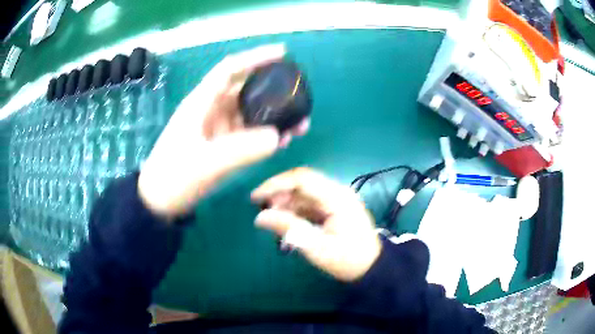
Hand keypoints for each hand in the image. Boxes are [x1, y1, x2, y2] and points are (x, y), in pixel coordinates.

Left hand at [138, 45, 308, 217]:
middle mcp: (211, 110)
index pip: (230, 69)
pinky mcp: (221, 145)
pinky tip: (282, 141)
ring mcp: (217, 128)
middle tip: (300, 99)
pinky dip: (266, 135)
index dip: (255, 58)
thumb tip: (278, 136)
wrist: (159, 202)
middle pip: (246, 90)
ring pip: (250, 113)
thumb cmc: (173, 177)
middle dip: (274, 92)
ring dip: (274, 117)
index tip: (282, 54)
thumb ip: (241, 149)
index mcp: (202, 103)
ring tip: (299, 126)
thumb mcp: (205, 163)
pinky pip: (248, 133)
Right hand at [251, 167, 381, 281]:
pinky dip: (295, 211)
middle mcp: (337, 192)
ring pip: (304, 193)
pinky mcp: (334, 208)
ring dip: (286, 204)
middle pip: (302, 183)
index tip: (256, 197)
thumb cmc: (348, 259)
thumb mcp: (317, 247)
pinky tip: (286, 223)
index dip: (276, 184)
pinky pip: (309, 204)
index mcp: (336, 197)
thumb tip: (260, 217)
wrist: (372, 268)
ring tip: (273, 221)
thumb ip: (289, 229)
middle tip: (264, 213)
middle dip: (279, 195)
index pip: (302, 179)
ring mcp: (336, 200)